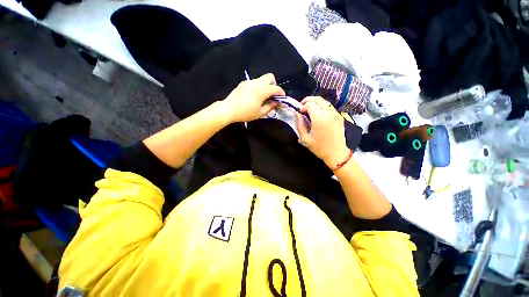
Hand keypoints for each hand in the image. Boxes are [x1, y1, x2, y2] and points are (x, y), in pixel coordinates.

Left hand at [221, 73, 284, 122]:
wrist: (229, 109)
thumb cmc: (245, 113)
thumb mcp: (260, 113)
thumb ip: (270, 107)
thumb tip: (276, 103)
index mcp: (262, 90)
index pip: (276, 88)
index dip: (281, 92)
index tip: (282, 98)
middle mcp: (256, 83)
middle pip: (270, 77)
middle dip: (274, 84)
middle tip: (272, 95)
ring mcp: (249, 81)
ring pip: (261, 79)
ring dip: (265, 86)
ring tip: (262, 97)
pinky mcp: (243, 83)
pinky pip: (254, 82)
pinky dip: (258, 87)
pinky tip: (253, 96)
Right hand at [295, 96, 349, 168]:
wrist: (337, 153)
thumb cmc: (319, 148)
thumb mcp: (305, 138)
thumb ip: (299, 125)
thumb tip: (297, 114)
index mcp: (320, 118)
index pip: (310, 104)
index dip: (303, 106)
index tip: (299, 112)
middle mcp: (329, 113)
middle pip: (318, 99)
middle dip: (308, 100)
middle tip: (302, 106)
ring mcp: (336, 114)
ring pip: (324, 101)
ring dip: (315, 102)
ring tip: (309, 109)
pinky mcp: (339, 116)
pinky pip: (329, 106)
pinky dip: (322, 106)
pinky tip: (318, 113)